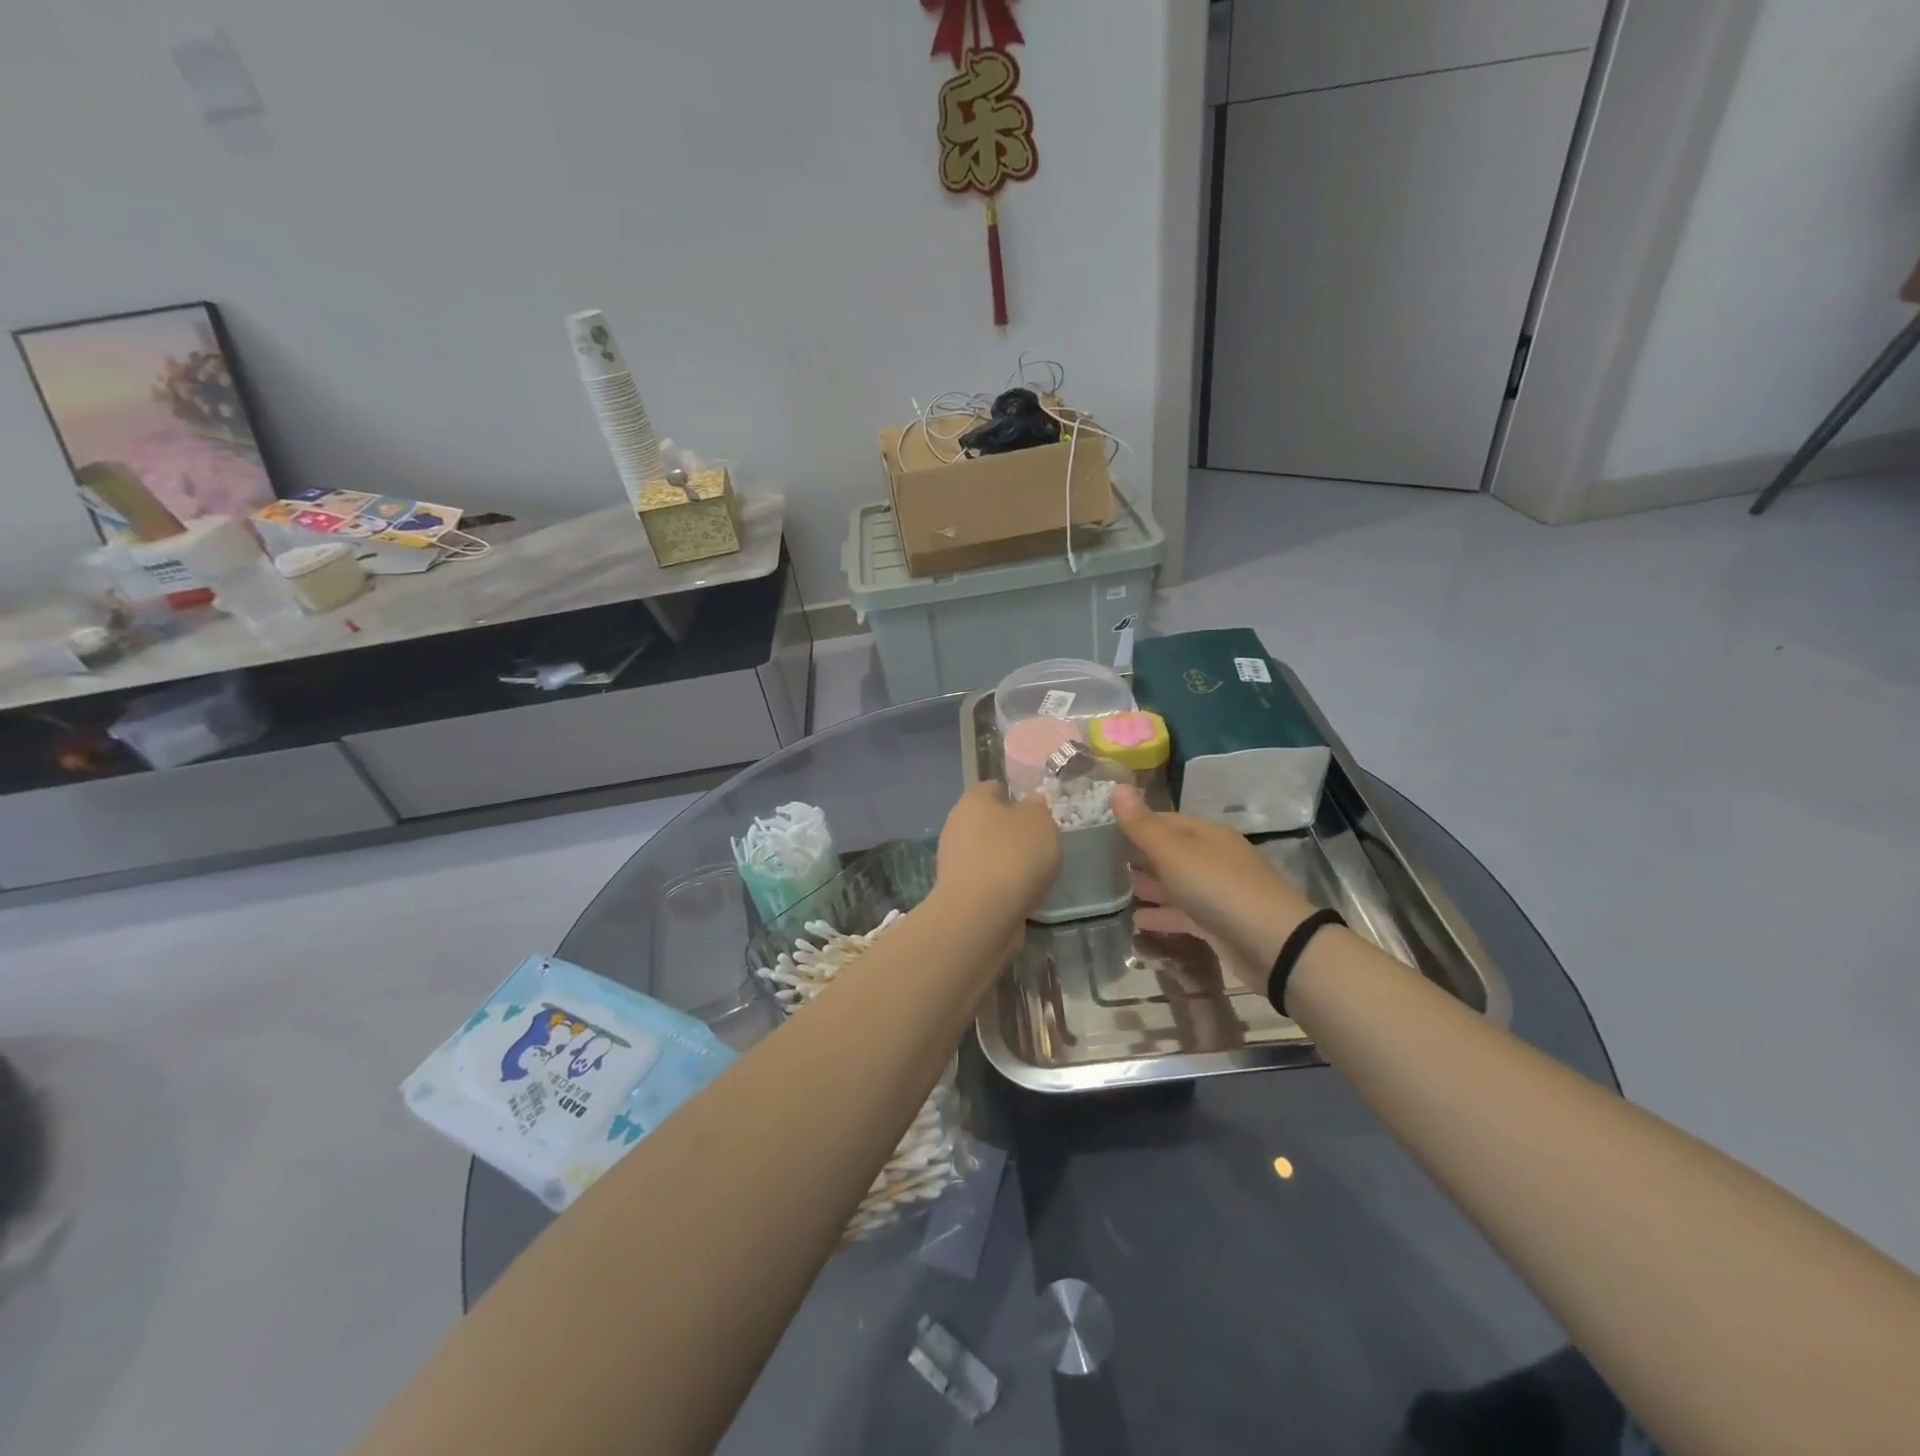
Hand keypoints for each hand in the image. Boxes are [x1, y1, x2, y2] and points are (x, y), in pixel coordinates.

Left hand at [934, 782, 1059, 923]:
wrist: (982, 914)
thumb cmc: (1013, 856)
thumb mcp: (1039, 823)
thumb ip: (1037, 809)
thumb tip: (1030, 803)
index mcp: (973, 801)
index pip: (992, 788)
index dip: (1013, 794)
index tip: (1035, 809)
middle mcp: (957, 827)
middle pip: (987, 822)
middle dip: (1010, 831)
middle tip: (1039, 842)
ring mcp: (954, 861)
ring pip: (986, 853)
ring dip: (1007, 860)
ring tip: (1035, 872)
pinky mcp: (959, 892)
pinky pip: (987, 880)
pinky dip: (1002, 885)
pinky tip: (1021, 894)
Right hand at [1113, 786, 1312, 991]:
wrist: (1273, 944)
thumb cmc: (1218, 887)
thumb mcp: (1174, 852)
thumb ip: (1142, 825)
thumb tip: (1117, 787)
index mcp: (1205, 834)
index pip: (1163, 820)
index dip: (1134, 823)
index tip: (1101, 829)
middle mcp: (1212, 858)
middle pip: (1169, 852)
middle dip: (1139, 856)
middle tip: (1101, 861)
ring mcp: (1217, 892)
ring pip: (1176, 884)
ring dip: (1148, 887)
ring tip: (1114, 891)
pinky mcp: (1218, 925)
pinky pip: (1183, 914)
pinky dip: (1162, 915)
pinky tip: (1137, 923)